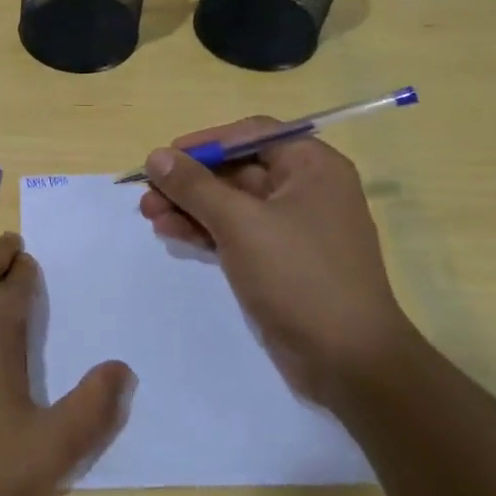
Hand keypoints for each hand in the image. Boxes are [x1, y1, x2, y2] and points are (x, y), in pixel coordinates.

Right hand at [139, 120, 416, 406]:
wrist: (348, 361)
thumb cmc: (299, 276)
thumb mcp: (240, 224)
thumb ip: (194, 186)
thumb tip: (156, 156)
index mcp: (311, 166)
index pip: (250, 133)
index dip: (205, 142)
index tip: (164, 158)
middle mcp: (305, 189)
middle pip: (236, 169)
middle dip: (189, 181)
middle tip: (147, 194)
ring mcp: (292, 228)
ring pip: (230, 203)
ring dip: (189, 207)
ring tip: (149, 217)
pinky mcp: (280, 260)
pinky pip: (235, 232)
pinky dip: (204, 230)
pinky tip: (171, 234)